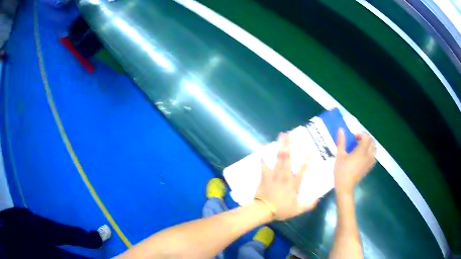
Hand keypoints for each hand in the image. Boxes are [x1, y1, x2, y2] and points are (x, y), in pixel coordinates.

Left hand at [255, 133, 318, 220]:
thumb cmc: (281, 209)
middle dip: (289, 145)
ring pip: (278, 158)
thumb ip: (308, 205)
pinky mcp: (265, 176)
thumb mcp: (297, 210)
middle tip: (289, 134)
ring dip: (279, 146)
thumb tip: (318, 200)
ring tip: (280, 135)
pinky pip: (263, 165)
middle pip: (288, 157)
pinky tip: (261, 148)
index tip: (310, 149)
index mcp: (294, 183)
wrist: (264, 210)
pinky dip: (262, 157)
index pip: (303, 169)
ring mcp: (274, 174)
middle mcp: (285, 175)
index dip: (307, 159)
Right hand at [334, 128, 375, 195]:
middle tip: (358, 141)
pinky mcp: (369, 167)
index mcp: (361, 151)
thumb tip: (341, 129)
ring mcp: (370, 162)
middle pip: (372, 142)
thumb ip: (341, 142)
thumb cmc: (341, 171)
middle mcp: (368, 155)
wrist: (345, 187)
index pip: (366, 137)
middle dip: (366, 139)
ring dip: (370, 145)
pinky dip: (371, 153)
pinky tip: (363, 156)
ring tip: (362, 148)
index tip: (354, 137)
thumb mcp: (340, 156)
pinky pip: (374, 157)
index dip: (361, 134)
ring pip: (374, 149)